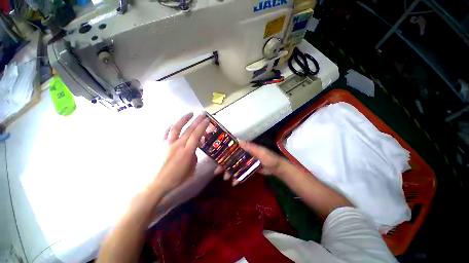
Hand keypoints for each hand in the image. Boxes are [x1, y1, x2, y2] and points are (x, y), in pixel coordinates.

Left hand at [154, 112, 209, 193]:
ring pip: (176, 127)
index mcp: (186, 153)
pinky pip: (165, 132)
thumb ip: (194, 157)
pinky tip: (175, 123)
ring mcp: (167, 144)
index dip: (202, 126)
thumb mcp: (190, 170)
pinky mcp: (159, 145)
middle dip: (197, 120)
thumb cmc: (175, 180)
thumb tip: (193, 149)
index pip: (196, 135)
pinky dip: (171, 126)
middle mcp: (177, 145)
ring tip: (190, 113)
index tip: (207, 119)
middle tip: (202, 113)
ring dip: (184, 119)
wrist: (154, 184)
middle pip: (189, 129)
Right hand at [214, 141, 286, 184]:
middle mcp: (244, 155)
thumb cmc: (269, 157)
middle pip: (232, 160)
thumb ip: (250, 147)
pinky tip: (234, 183)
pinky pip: (241, 174)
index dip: (225, 154)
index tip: (217, 158)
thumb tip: (237, 141)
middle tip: (217, 172)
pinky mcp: (248, 170)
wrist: (277, 168)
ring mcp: (246, 163)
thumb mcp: (260, 151)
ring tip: (225, 178)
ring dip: (229, 173)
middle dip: (224, 165)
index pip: (233, 150)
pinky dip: (237, 178)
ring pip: (235, 167)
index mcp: (246, 149)